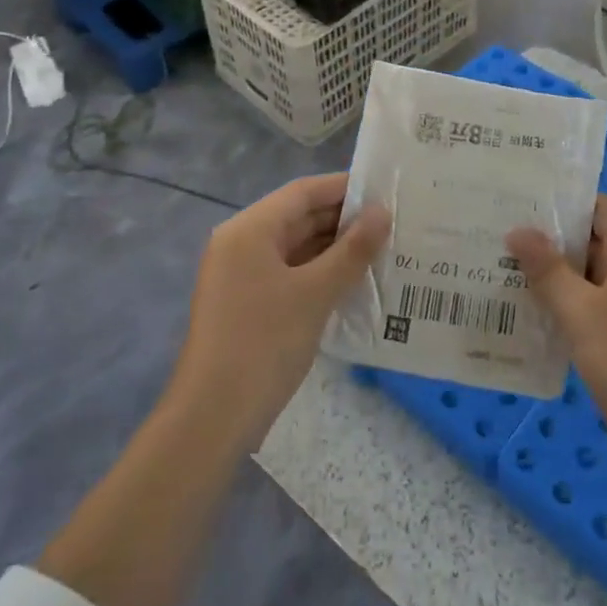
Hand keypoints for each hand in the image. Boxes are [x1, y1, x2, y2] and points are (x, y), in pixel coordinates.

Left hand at [174, 173, 388, 445]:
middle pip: (299, 217)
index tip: (387, 190)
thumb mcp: (315, 292)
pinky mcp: (248, 303)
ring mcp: (242, 275)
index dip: (344, 187)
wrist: (213, 418)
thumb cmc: (264, 343)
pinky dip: (320, 272)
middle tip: (393, 221)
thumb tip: (383, 212)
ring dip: (335, 248)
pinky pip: (290, 272)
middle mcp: (242, 243)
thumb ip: (352, 249)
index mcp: (250, 229)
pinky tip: (355, 281)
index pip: (303, 192)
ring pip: (296, 246)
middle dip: (344, 219)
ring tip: (384, 248)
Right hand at [508, 197, 606, 491]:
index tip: (522, 193)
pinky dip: (556, 308)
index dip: (566, 197)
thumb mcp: (582, 311)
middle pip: (588, 242)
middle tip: (496, 228)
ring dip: (547, 275)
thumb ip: (548, 270)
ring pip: (582, 280)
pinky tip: (519, 313)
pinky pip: (582, 313)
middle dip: (546, 237)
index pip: (601, 209)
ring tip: (496, 265)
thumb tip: (517, 229)